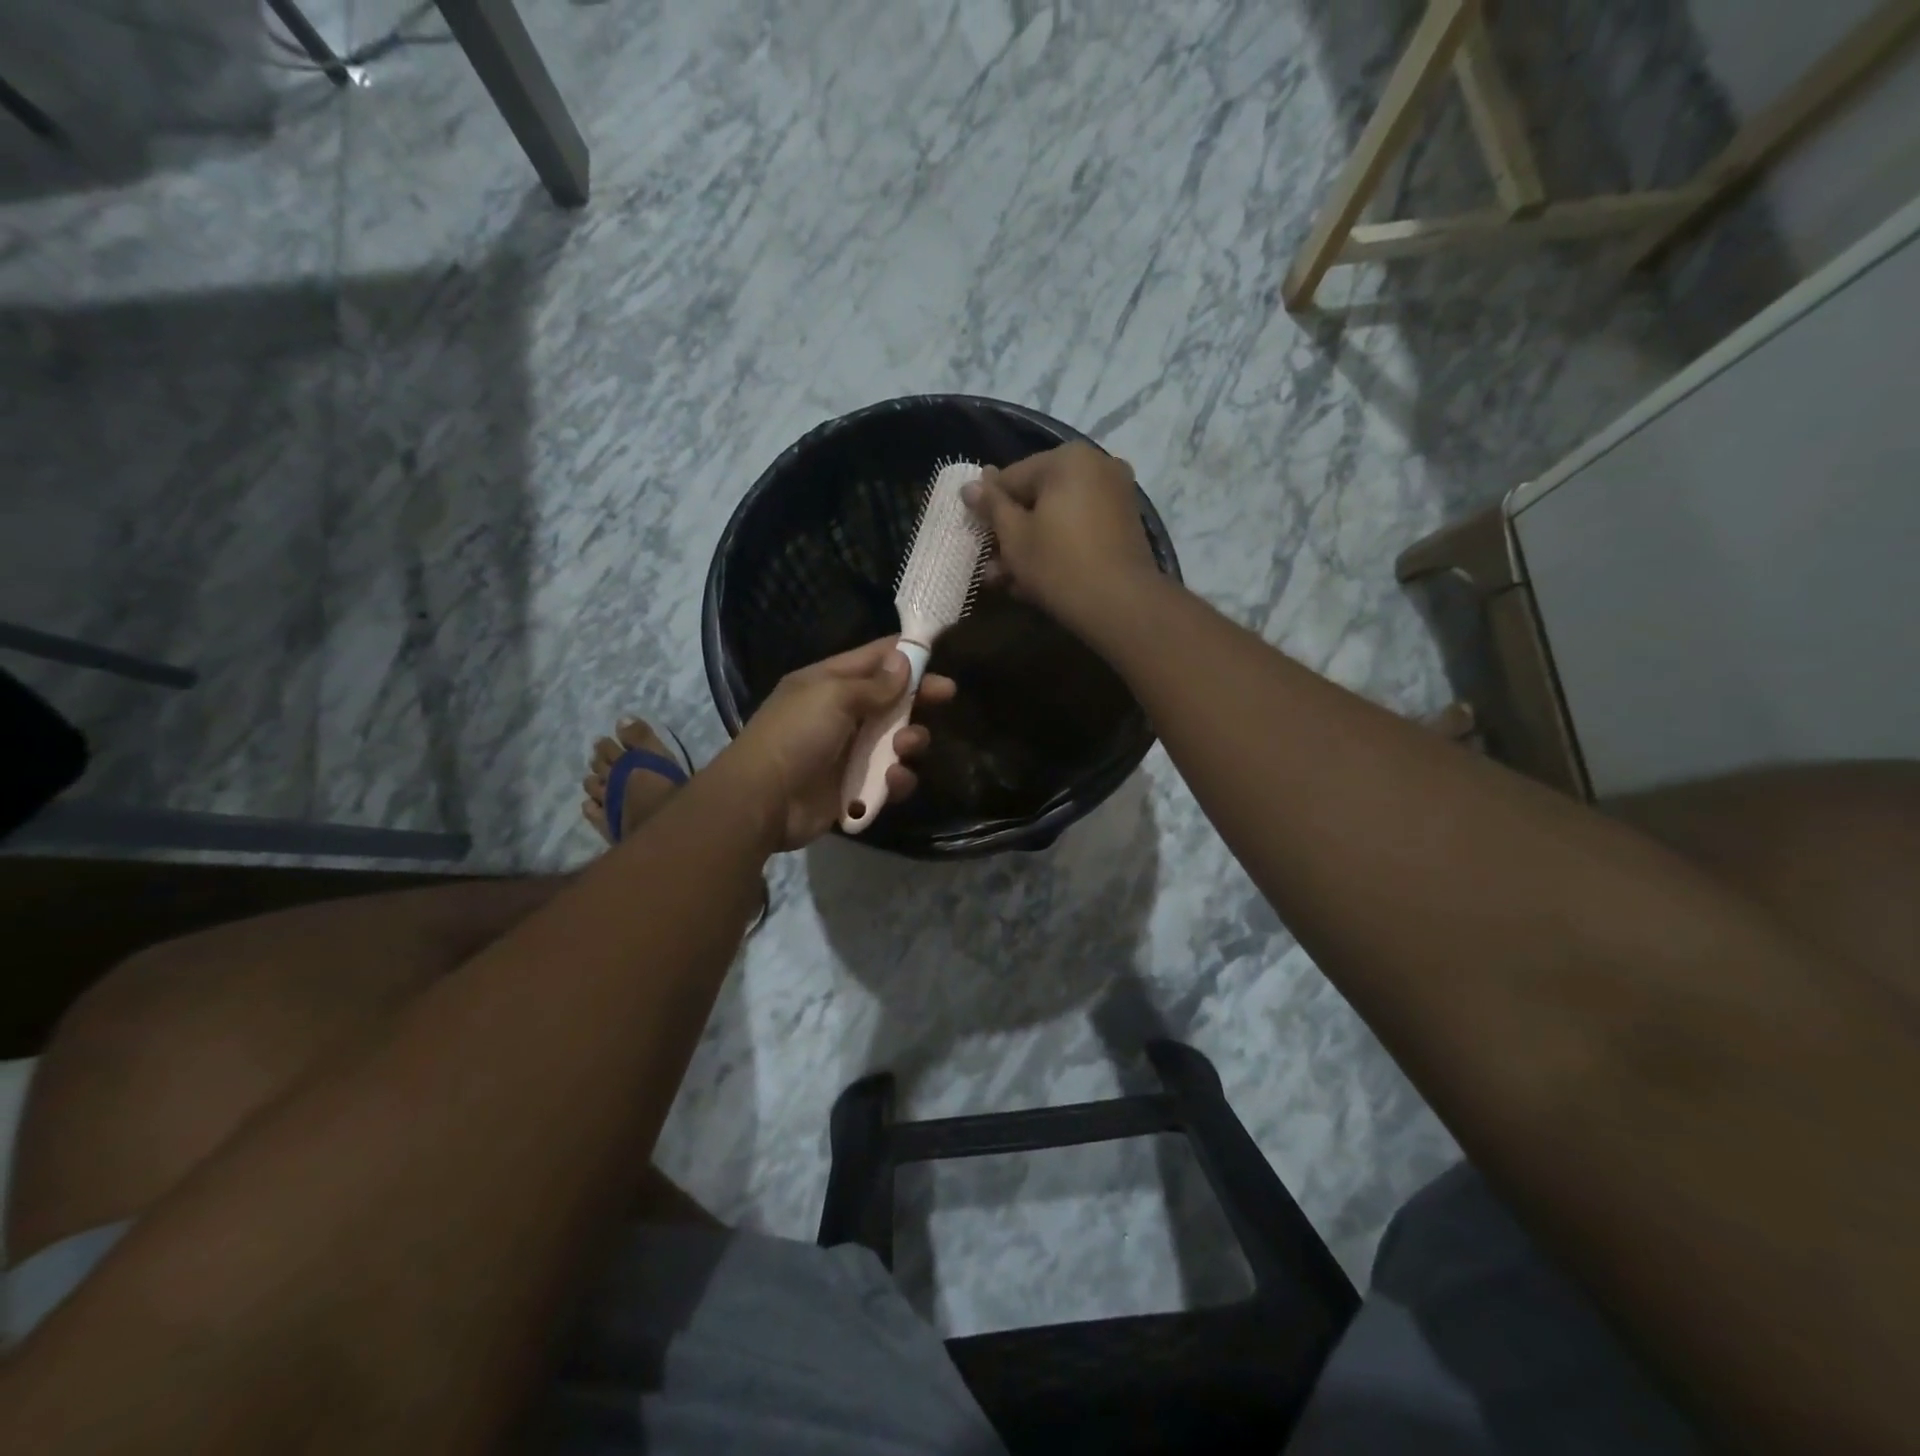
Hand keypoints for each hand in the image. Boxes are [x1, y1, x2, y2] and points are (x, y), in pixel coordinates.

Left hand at [722, 637, 955, 849]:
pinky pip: (888, 779)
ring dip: (909, 741)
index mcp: (828, 683)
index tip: (939, 652)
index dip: (906, 654)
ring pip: (896, 741)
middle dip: (918, 698)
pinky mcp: (854, 788)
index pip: (873, 658)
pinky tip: (892, 780)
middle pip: (891, 700)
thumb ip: (874, 683)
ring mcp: (848, 752)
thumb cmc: (796, 735)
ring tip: (905, 747)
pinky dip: (896, 780)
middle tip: (946, 695)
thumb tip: (904, 661)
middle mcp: (840, 714)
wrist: (763, 801)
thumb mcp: (834, 696)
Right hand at [961, 443, 1162, 638]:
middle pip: (1038, 497)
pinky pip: (1079, 529)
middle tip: (990, 565)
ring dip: (1030, 546)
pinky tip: (1034, 580)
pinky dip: (1057, 548)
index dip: (988, 507)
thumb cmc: (1058, 564)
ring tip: (1006, 580)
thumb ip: (991, 506)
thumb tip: (970, 485)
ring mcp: (1115, 496)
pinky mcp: (1124, 526)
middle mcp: (1097, 466)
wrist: (1120, 604)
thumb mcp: (1014, 536)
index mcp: (1068, 459)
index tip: (975, 533)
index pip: (1012, 477)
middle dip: (1011, 532)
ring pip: (1058, 517)